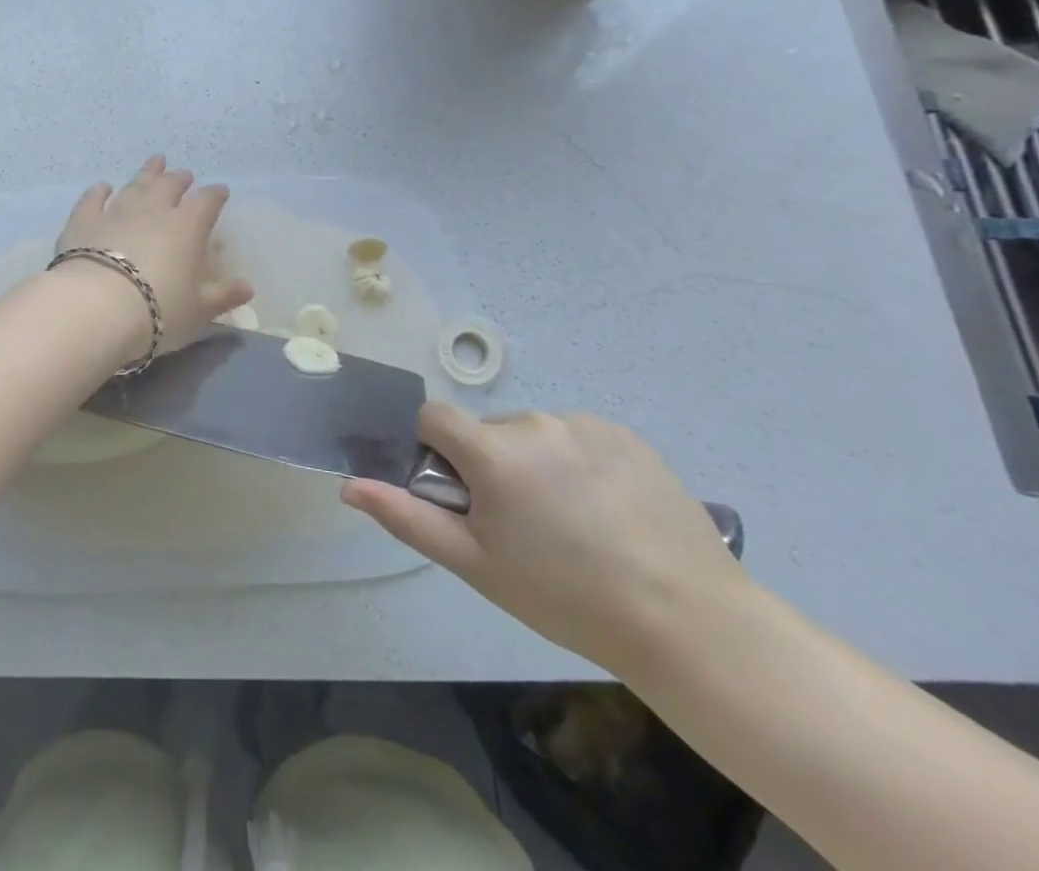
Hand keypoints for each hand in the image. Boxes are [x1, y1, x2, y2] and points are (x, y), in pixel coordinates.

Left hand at [54, 156, 254, 356]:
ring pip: (135, 185)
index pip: (207, 202)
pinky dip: (99, 191)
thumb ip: (223, 296)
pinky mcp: (84, 221)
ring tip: (156, 162)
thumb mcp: (198, 311)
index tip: (221, 192)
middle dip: (180, 179)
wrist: (96, 308)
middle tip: (184, 175)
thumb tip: (248, 288)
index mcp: (187, 227)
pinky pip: (93, 199)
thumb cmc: (158, 311)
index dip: (216, 195)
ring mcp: (116, 211)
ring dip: (147, 173)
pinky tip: (103, 187)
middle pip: (170, 186)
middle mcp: (153, 210)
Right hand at [342, 404, 747, 674]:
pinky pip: (578, 437)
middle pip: (487, 431)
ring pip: (534, 434)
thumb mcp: (476, 565)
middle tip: (520, 526)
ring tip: (572, 524)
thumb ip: (407, 517)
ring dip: (535, 464)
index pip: (434, 416)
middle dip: (489, 466)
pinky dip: (577, 463)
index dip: (434, 450)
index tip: (459, 494)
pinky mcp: (626, 434)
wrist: (688, 622)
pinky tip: (607, 511)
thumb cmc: (565, 597)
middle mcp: (535, 422)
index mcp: (494, 451)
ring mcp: (585, 424)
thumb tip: (349, 485)